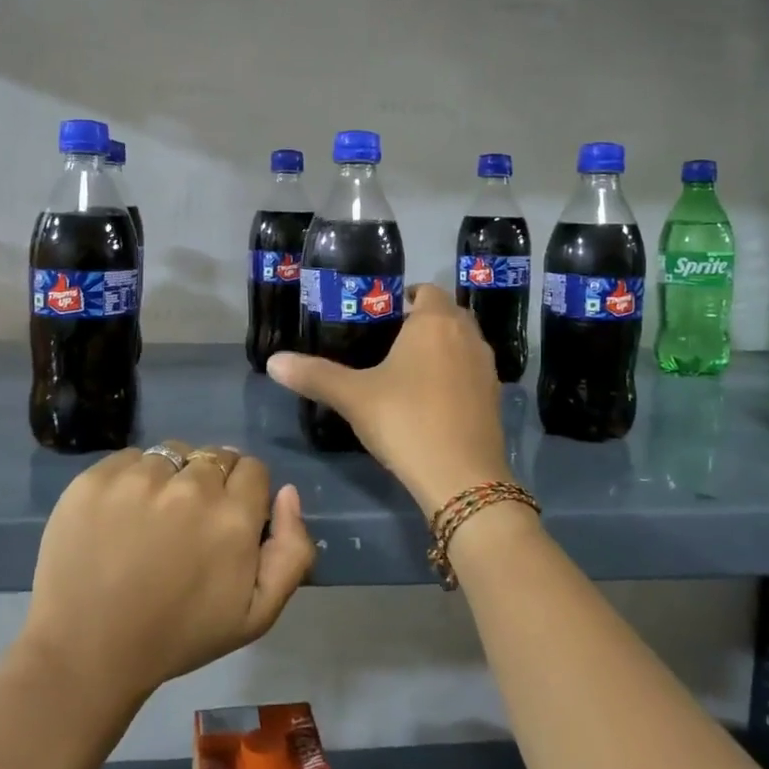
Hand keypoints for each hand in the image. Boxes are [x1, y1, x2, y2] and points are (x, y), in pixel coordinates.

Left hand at [22, 444, 316, 700]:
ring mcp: (138, 478)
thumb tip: (287, 492)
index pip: (252, 468)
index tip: (225, 522)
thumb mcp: (257, 615)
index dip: (243, 493)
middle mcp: (190, 486)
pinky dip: (131, 479)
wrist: (87, 653)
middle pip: (214, 456)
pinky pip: (129, 458)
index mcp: (233, 516)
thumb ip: (292, 551)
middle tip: (188, 524)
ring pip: (171, 454)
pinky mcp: (95, 479)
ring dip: (170, 477)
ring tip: (151, 518)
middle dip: (209, 483)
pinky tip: (120, 515)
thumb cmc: (179, 636)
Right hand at [267, 285, 512, 515]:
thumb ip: (314, 375)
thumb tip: (274, 362)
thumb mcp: (353, 397)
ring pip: (462, 344)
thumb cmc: (406, 421)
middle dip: (421, 322)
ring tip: (407, 371)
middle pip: (447, 314)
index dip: (404, 297)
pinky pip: (471, 372)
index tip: (380, 316)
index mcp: (435, 322)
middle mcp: (467, 336)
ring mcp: (486, 367)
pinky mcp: (495, 398)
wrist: (462, 478)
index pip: (426, 290)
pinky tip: (430, 401)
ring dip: (441, 348)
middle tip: (387, 342)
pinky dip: (454, 375)